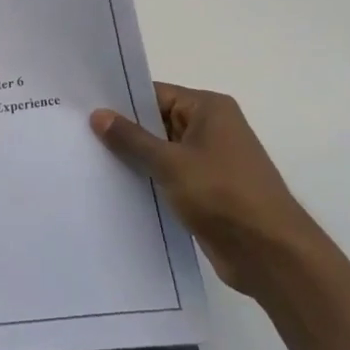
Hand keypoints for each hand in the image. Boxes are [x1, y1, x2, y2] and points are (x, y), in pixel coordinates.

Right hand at [90, 84, 322, 296]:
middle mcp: (211, 128)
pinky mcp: (206, 190)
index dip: (120, 102)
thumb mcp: (170, 163)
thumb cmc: (223, 195)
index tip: (83, 108)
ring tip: (88, 159)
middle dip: (123, 131)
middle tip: (77, 134)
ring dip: (133, 158)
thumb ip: (132, 138)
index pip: (155, 94)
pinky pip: (168, 175)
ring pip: (161, 151)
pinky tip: (114, 185)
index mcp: (209, 109)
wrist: (271, 255)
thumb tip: (98, 114)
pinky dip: (147, 179)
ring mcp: (210, 161)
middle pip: (156, 121)